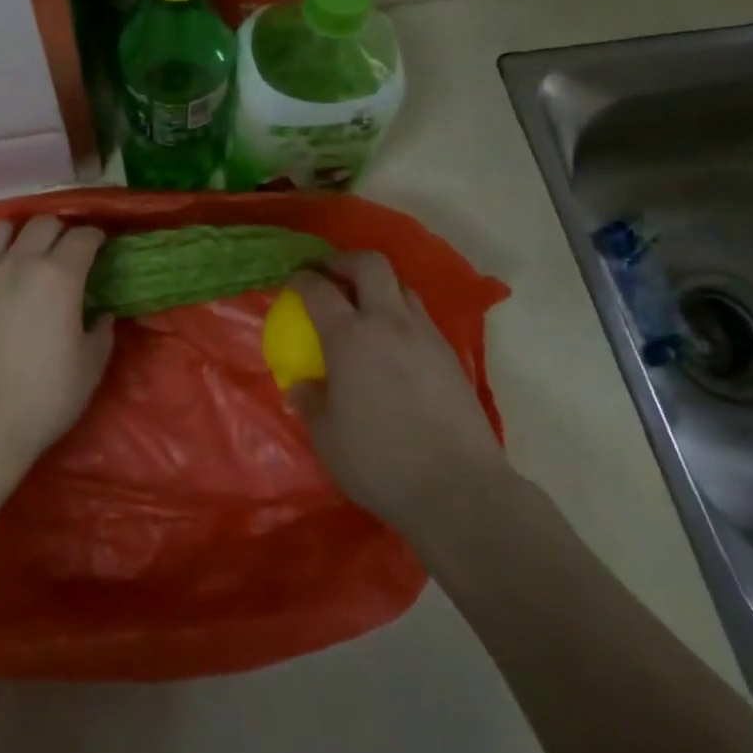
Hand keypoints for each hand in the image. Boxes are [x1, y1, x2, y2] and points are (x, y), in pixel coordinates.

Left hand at [0, 216, 111, 469]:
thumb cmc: (44, 398)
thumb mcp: (90, 368)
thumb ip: (101, 333)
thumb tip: (102, 315)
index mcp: (59, 276)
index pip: (82, 236)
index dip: (94, 237)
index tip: (98, 246)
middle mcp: (18, 263)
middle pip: (42, 222)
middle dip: (59, 230)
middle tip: (63, 250)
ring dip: (15, 234)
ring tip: (19, 251)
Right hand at [286, 252, 506, 536]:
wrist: (459, 489)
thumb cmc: (381, 463)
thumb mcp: (328, 438)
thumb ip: (311, 402)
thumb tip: (302, 384)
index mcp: (349, 337)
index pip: (318, 288)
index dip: (301, 279)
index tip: (292, 282)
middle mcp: (388, 323)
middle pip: (370, 264)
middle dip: (346, 262)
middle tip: (331, 277)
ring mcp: (425, 335)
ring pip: (402, 286)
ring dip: (379, 288)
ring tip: (367, 310)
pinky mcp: (451, 355)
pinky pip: (421, 317)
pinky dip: (402, 317)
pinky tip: (396, 347)